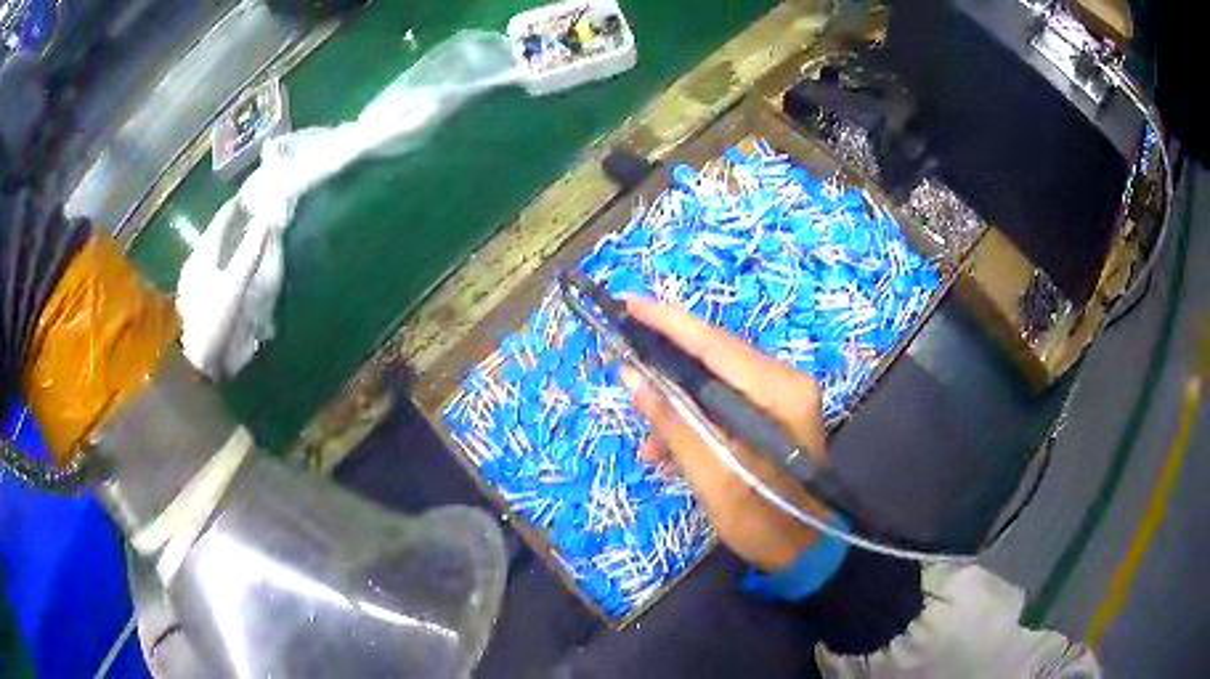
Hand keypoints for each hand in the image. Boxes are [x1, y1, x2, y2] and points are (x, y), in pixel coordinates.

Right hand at [619, 297, 829, 571]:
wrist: (804, 552)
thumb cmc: (764, 522)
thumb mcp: (713, 477)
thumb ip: (674, 423)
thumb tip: (632, 377)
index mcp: (779, 392)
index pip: (715, 343)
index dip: (668, 322)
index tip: (627, 303)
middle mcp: (785, 381)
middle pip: (714, 357)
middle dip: (666, 367)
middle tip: (625, 366)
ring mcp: (781, 396)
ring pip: (714, 382)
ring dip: (678, 406)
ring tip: (651, 445)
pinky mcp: (773, 412)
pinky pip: (723, 402)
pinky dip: (695, 420)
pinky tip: (670, 451)